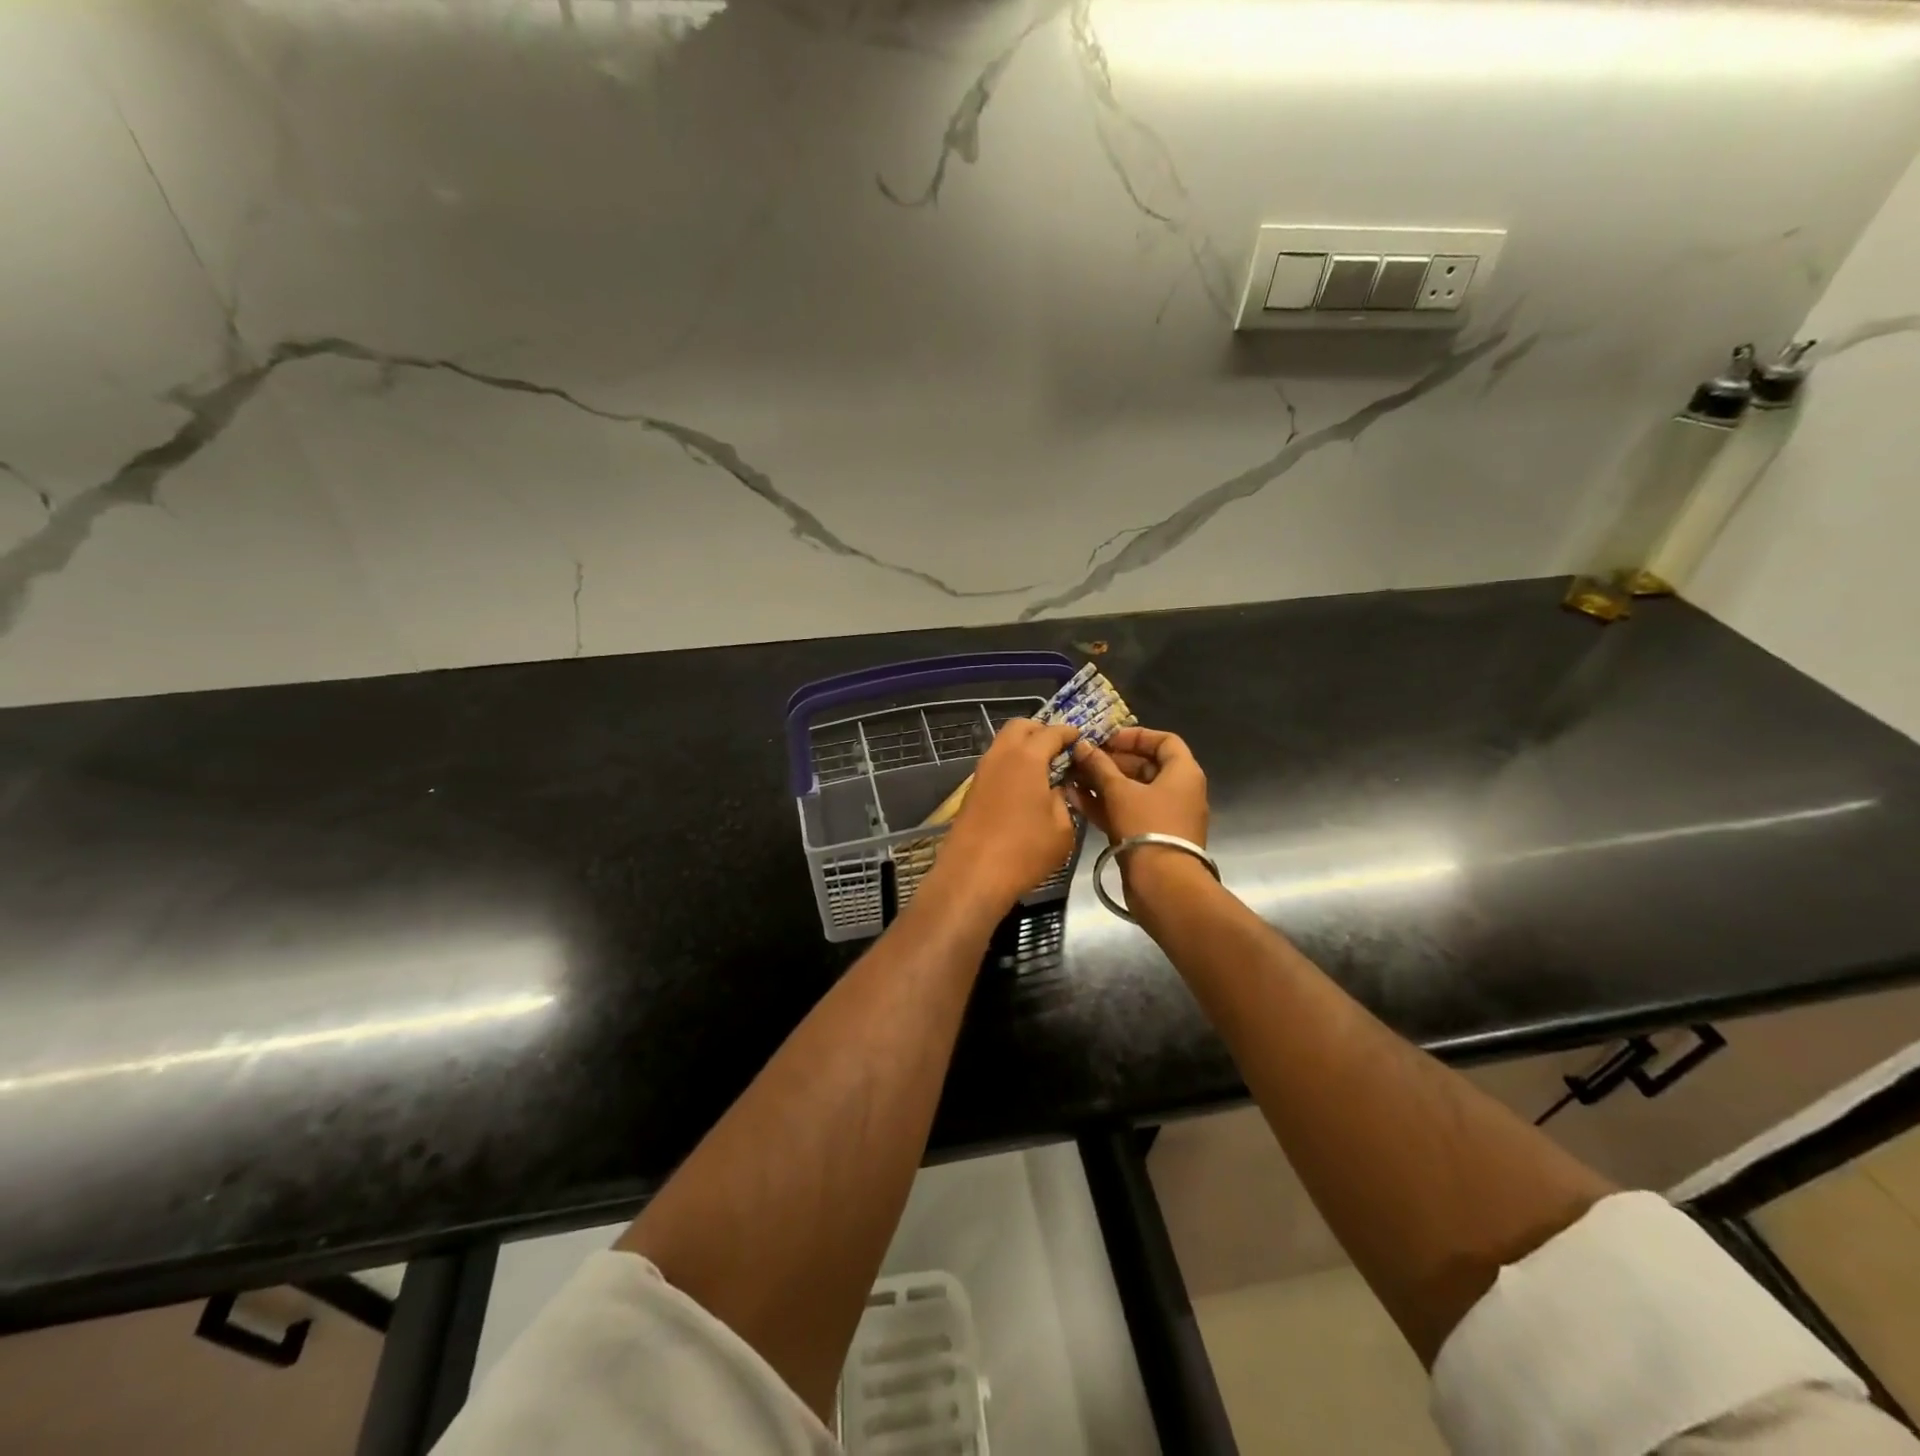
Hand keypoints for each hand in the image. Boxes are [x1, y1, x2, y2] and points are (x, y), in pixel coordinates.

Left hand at [929, 720, 1081, 915]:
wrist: (972, 875)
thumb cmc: (1024, 851)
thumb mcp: (1062, 829)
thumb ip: (1063, 801)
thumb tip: (1056, 789)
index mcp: (1027, 758)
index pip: (1051, 732)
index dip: (1068, 732)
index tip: (1080, 738)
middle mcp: (1001, 756)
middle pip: (1019, 727)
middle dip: (1040, 730)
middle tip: (1059, 748)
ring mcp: (982, 772)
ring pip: (1003, 744)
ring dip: (1022, 747)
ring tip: (1043, 768)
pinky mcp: (972, 790)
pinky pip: (995, 764)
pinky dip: (1011, 764)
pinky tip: (1024, 787)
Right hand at [1067, 726, 1209, 847]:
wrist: (1163, 884)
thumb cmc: (1146, 827)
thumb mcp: (1119, 791)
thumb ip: (1099, 766)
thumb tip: (1082, 746)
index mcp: (1183, 773)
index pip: (1164, 741)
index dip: (1135, 736)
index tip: (1107, 739)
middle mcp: (1179, 791)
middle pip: (1145, 766)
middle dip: (1111, 761)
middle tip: (1082, 759)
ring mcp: (1165, 816)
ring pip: (1133, 791)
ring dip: (1103, 783)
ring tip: (1072, 778)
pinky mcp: (1151, 836)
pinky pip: (1128, 812)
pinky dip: (1106, 804)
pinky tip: (1076, 799)